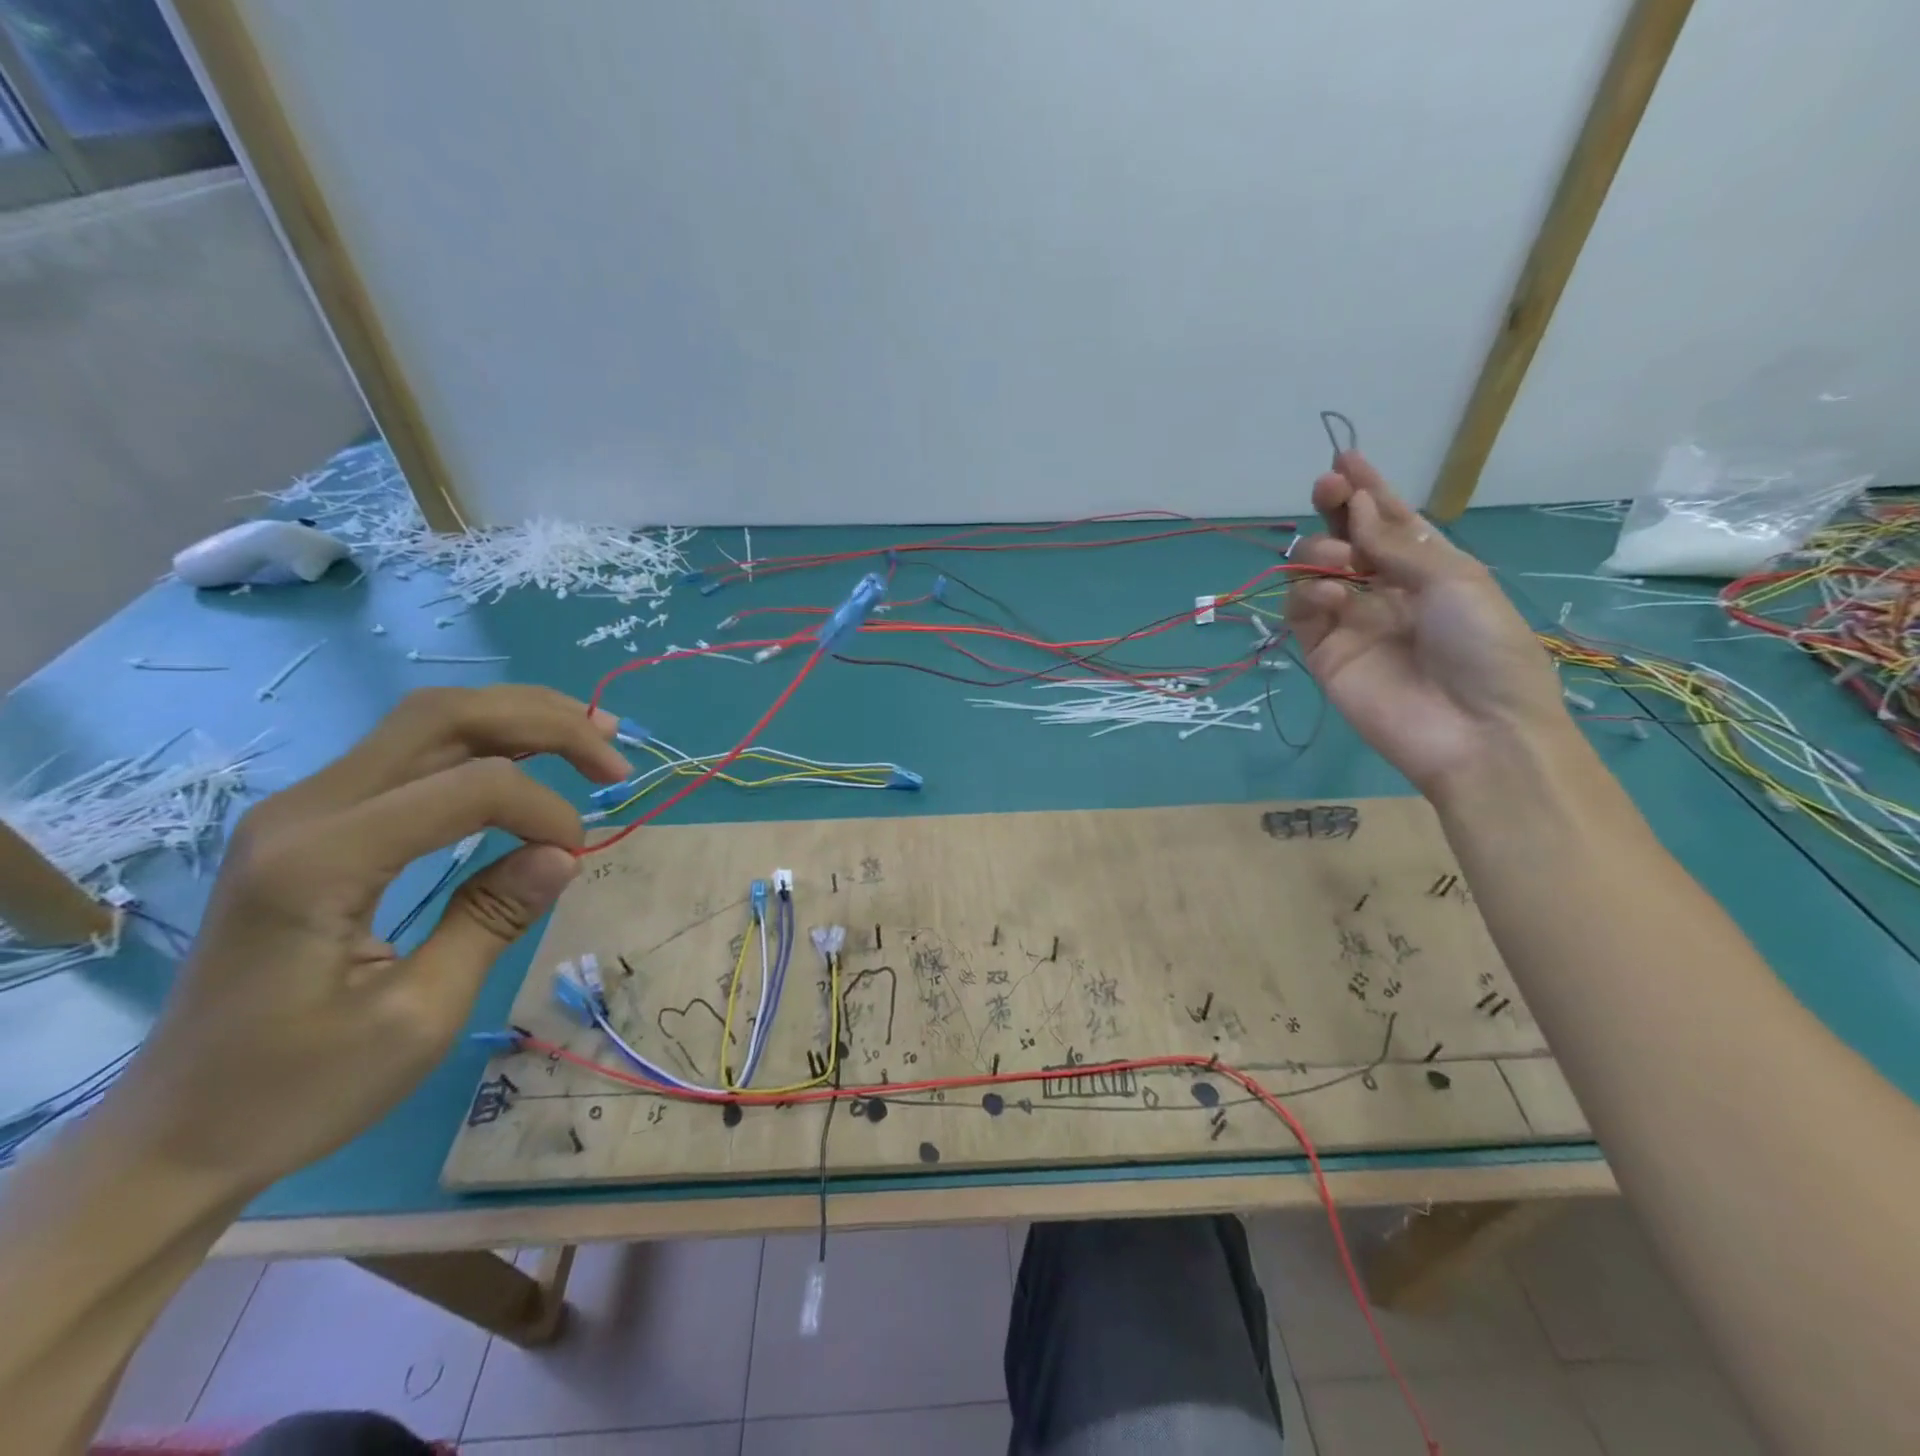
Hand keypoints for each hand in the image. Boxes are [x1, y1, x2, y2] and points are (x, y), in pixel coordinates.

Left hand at [109, 686, 631, 1195]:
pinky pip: (413, 754)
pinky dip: (486, 746)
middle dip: (546, 721)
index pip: (469, 787)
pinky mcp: (314, 824)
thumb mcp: (418, 1017)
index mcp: (320, 861)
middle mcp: (304, 811)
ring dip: (520, 722)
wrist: (171, 1135)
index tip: (579, 858)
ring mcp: (302, 810)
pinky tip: (529, 760)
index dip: (545, 810)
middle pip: (445, 716)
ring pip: (430, 721)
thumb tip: (563, 853)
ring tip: (592, 739)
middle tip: (614, 751)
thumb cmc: (295, 1091)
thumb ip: (493, 919)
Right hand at [1285, 452, 1571, 797]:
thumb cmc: (1484, 648)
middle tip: (1327, 489)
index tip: (1344, 460)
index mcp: (1427, 569)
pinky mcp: (1323, 653)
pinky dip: (1308, 596)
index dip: (1367, 490)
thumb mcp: (1456, 581)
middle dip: (1335, 509)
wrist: (1475, 731)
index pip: (1388, 522)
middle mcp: (1384, 590)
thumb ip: (1397, 545)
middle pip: (1345, 539)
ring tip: (1339, 560)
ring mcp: (1351, 622)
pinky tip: (1331, 597)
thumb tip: (1357, 507)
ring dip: (1321, 551)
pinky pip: (1301, 612)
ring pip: (1314, 571)